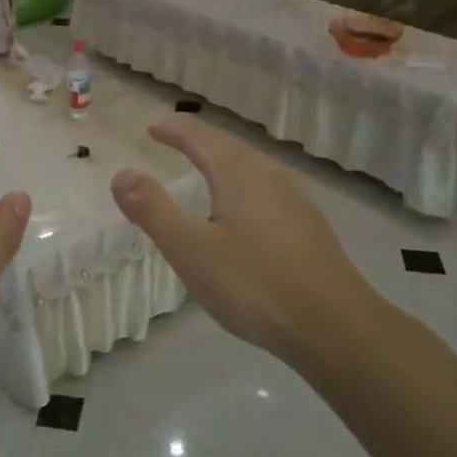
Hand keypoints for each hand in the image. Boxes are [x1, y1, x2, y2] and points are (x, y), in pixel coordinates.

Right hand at [110, 116, 383, 362]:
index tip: (153, 128)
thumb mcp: (190, 249)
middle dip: (200, 140)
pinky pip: (267, 191)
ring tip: (206, 168)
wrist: (335, 327)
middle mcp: (270, 178)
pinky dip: (243, 185)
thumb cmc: (254, 284)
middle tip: (175, 140)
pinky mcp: (310, 229)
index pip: (201, 138)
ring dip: (224, 161)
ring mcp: (296, 202)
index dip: (175, 131)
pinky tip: (245, 211)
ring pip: (253, 168)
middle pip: (230, 147)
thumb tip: (122, 174)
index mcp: (240, 175)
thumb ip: (153, 209)